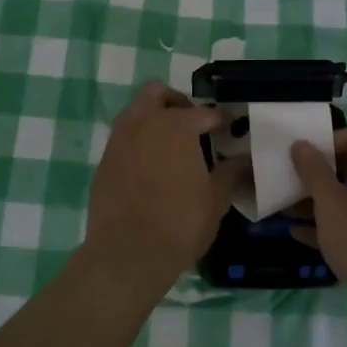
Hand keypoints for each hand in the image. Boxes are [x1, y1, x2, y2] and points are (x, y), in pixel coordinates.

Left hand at [84, 82, 242, 299]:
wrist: (128, 254)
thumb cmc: (180, 222)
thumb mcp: (216, 199)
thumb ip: (231, 173)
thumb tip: (243, 161)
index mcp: (175, 125)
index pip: (204, 113)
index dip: (219, 121)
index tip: (229, 130)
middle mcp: (143, 123)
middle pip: (156, 92)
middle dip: (176, 102)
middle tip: (192, 124)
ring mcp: (119, 140)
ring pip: (135, 112)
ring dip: (153, 120)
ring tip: (171, 146)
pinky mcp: (104, 161)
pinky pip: (123, 139)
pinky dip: (138, 143)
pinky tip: (151, 168)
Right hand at [290, 128, 346, 321]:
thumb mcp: (331, 204)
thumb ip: (313, 170)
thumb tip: (302, 144)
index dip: (326, 142)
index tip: (300, 156)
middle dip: (321, 175)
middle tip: (292, 183)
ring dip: (325, 202)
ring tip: (290, 211)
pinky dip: (340, 224)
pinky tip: (305, 236)